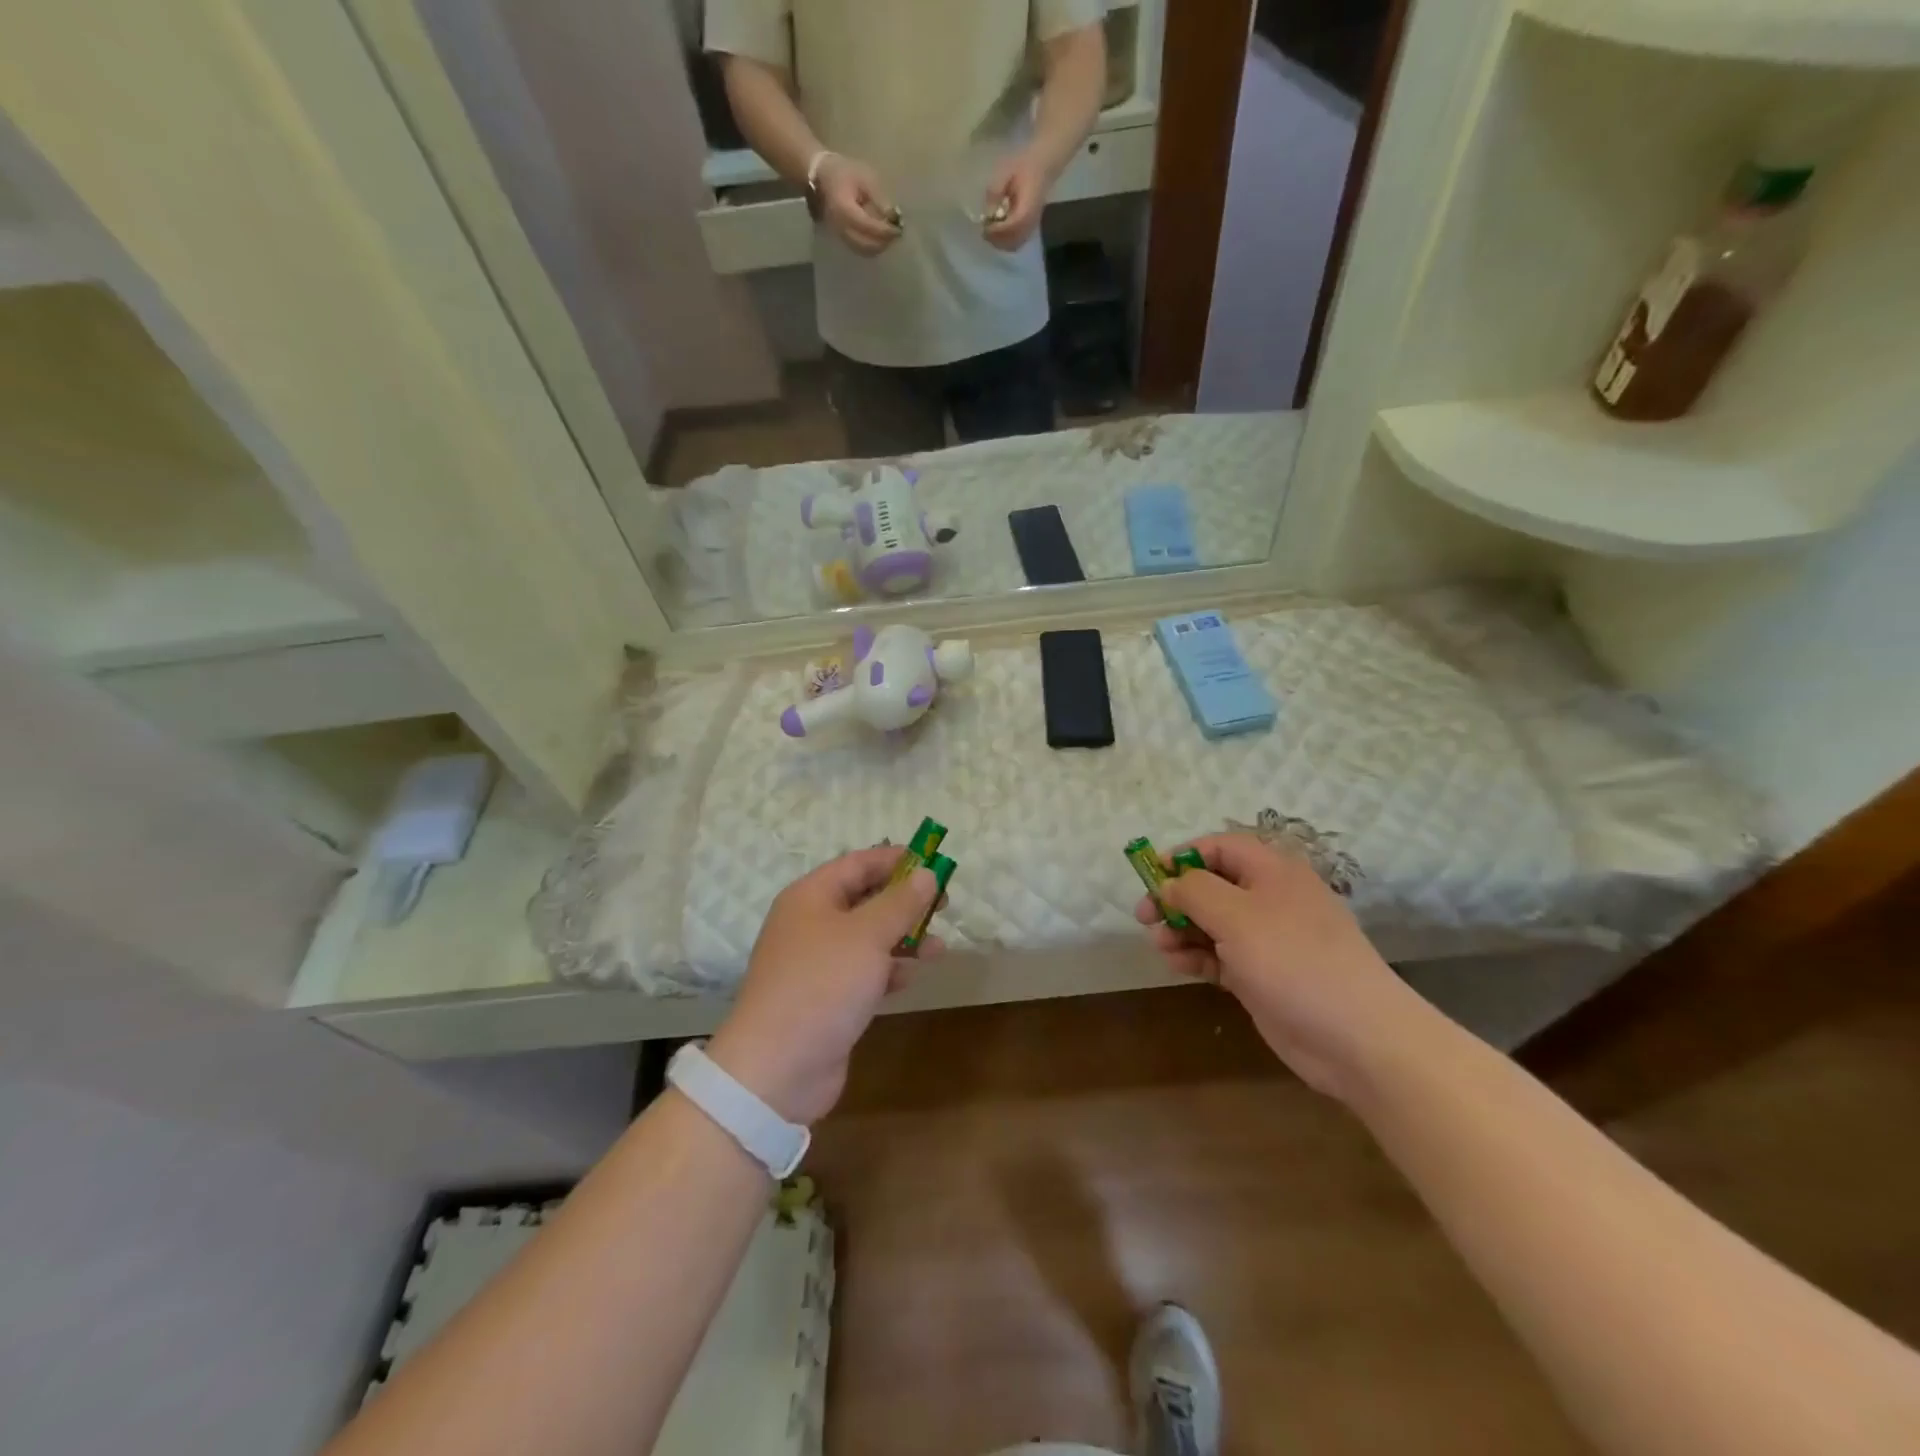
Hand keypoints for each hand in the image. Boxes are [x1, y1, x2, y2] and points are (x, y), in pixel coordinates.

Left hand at [707, 845, 939, 1125]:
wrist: (777, 1067)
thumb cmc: (822, 984)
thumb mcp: (867, 935)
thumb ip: (900, 903)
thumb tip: (926, 874)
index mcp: (811, 897)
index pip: (858, 863)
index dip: (896, 860)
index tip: (935, 862)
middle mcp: (811, 923)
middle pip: (865, 899)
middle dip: (905, 902)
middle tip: (944, 906)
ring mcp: (817, 963)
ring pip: (868, 938)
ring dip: (903, 939)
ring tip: (938, 949)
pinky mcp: (826, 997)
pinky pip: (863, 971)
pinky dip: (888, 971)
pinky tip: (909, 979)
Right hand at [814, 153, 901, 256]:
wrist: (822, 176)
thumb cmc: (845, 173)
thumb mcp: (865, 178)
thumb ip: (880, 198)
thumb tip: (894, 216)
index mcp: (845, 209)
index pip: (868, 227)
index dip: (884, 231)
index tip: (898, 229)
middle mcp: (841, 227)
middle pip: (866, 244)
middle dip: (883, 242)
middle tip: (896, 234)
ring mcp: (840, 234)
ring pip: (863, 250)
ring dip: (878, 246)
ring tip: (889, 236)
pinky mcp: (842, 237)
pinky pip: (859, 248)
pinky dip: (872, 247)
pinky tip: (880, 238)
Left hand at [981, 149, 1052, 250]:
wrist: (1043, 165)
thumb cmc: (1024, 165)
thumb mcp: (1006, 172)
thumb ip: (995, 191)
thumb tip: (987, 212)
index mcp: (1027, 207)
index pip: (1011, 226)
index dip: (996, 230)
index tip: (984, 226)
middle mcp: (1031, 221)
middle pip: (1012, 241)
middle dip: (996, 239)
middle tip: (984, 232)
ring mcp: (1032, 226)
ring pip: (1015, 245)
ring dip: (1001, 243)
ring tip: (990, 233)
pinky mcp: (1031, 228)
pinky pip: (1018, 242)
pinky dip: (1006, 242)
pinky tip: (998, 233)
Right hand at [1134, 834, 1414, 1099]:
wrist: (1355, 1037)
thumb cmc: (1292, 959)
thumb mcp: (1235, 915)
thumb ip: (1194, 891)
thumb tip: (1170, 884)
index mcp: (1272, 871)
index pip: (1220, 847)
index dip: (1183, 857)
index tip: (1150, 876)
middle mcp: (1269, 899)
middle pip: (1211, 885)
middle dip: (1176, 899)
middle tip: (1144, 917)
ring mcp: (1267, 939)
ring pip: (1211, 923)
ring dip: (1181, 930)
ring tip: (1161, 946)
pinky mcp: (1262, 975)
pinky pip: (1220, 955)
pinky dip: (1197, 957)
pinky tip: (1177, 966)